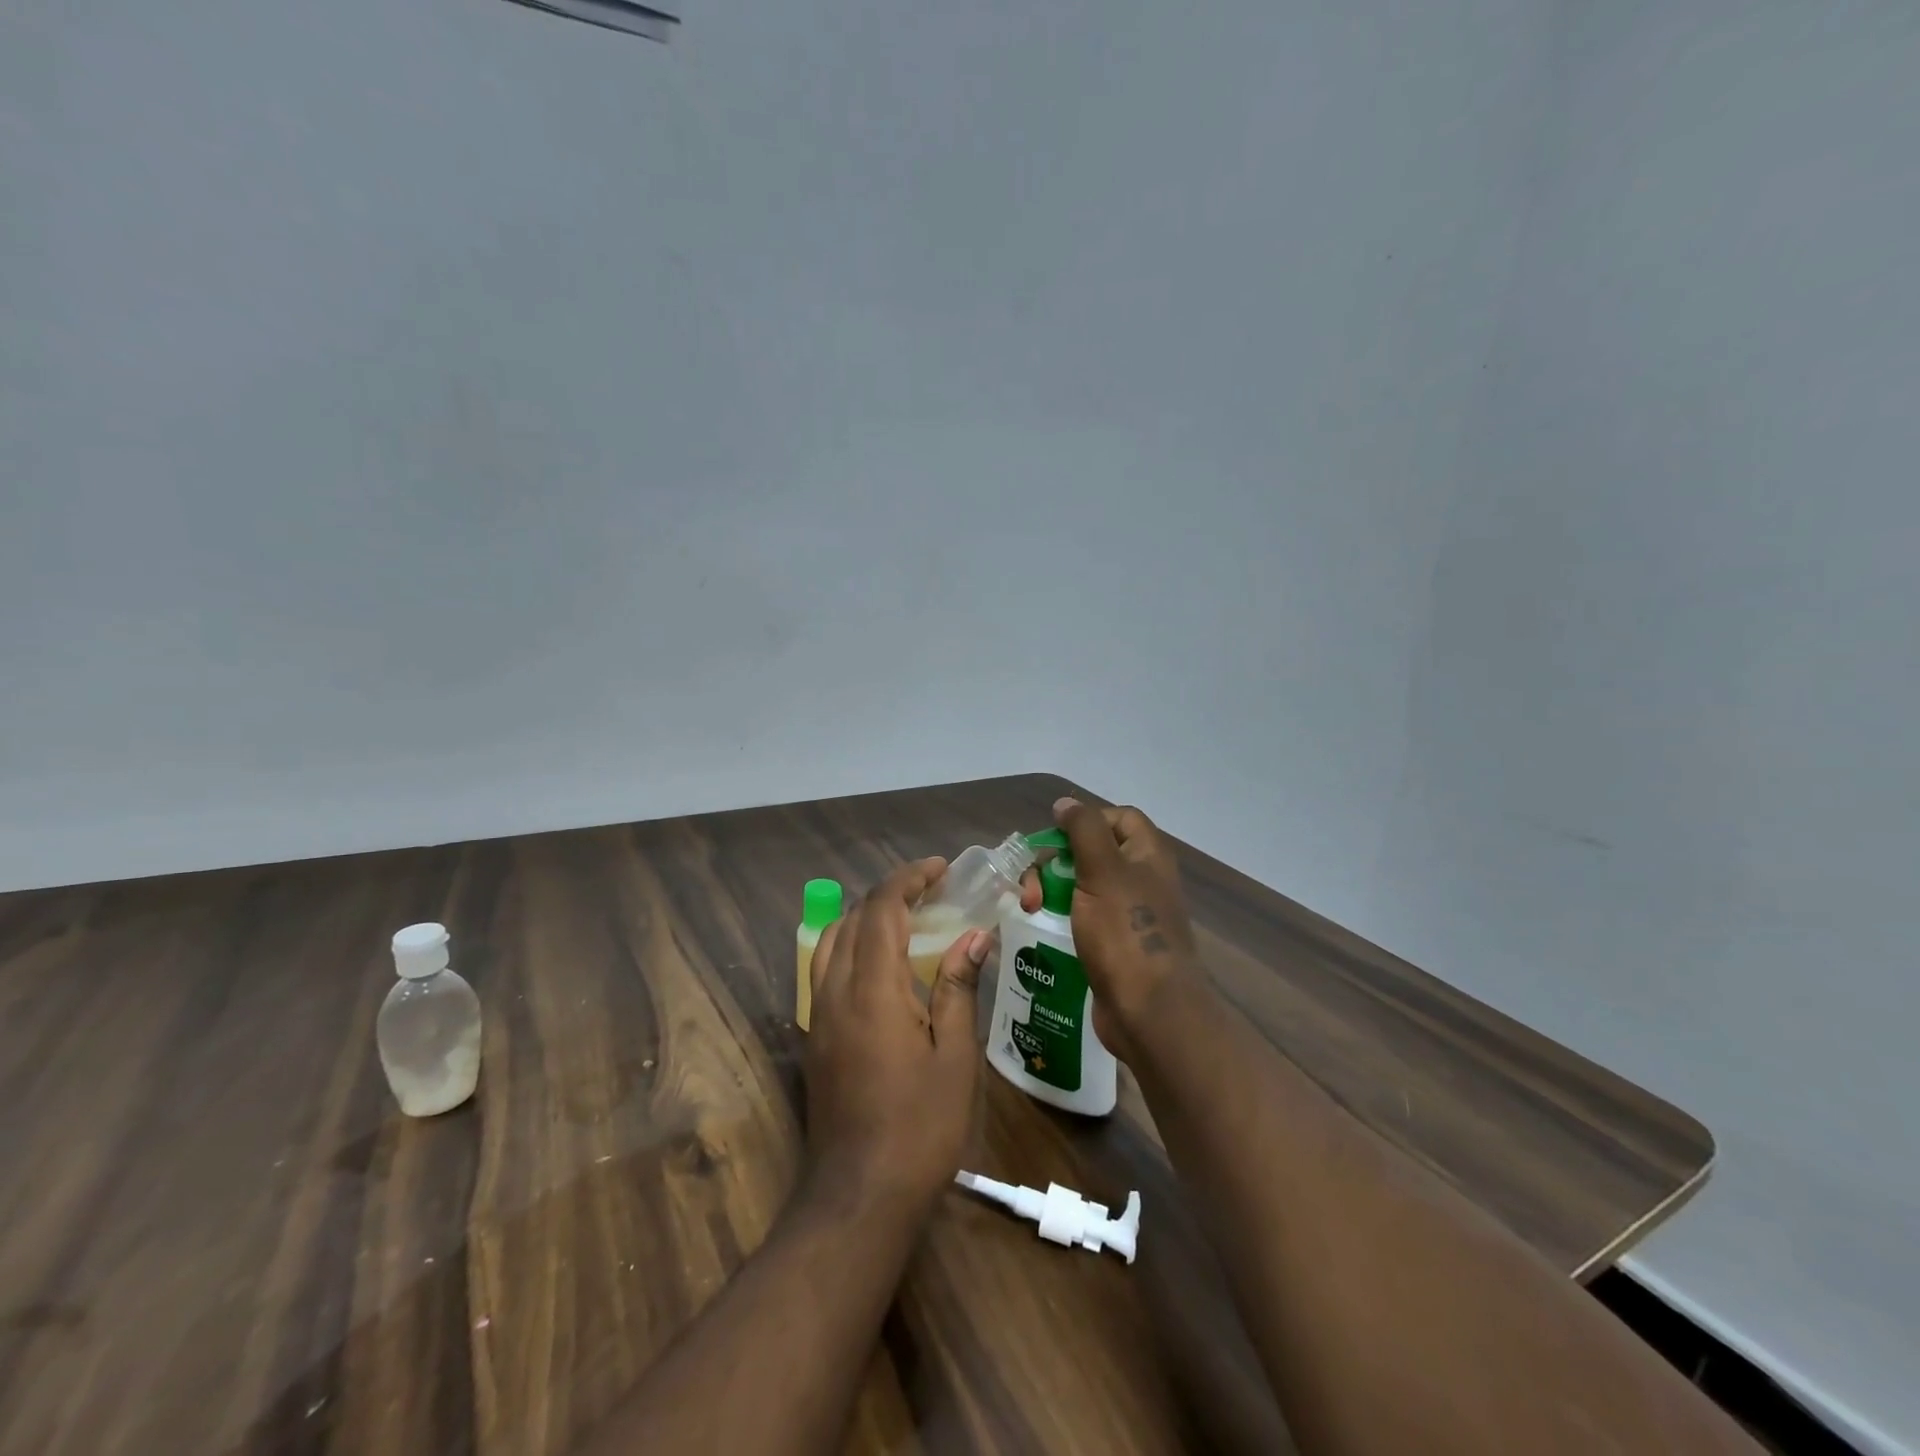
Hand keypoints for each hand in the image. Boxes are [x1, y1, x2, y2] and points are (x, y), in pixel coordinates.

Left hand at [805, 857, 989, 1211]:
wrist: (860, 1194)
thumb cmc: (920, 1126)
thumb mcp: (954, 1056)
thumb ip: (957, 986)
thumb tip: (974, 935)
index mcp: (872, 989)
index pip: (882, 909)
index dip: (909, 878)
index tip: (941, 869)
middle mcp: (836, 991)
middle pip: (854, 918)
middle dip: (890, 893)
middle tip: (932, 892)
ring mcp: (818, 1014)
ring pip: (831, 940)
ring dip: (865, 917)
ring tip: (906, 920)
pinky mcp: (813, 1036)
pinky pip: (824, 969)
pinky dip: (851, 946)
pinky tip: (880, 966)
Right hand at [1021, 798, 1206, 1064]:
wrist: (1148, 1011)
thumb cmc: (1126, 933)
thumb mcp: (1103, 871)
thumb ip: (1084, 830)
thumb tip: (1066, 803)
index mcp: (1148, 856)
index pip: (1119, 818)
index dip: (1086, 820)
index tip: (1055, 837)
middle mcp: (1141, 880)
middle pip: (1093, 851)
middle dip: (1057, 861)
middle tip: (1034, 884)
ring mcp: (1127, 915)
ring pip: (1082, 885)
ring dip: (1052, 889)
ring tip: (1031, 908)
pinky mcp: (1112, 945)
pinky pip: (1081, 917)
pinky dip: (1059, 916)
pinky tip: (1040, 927)